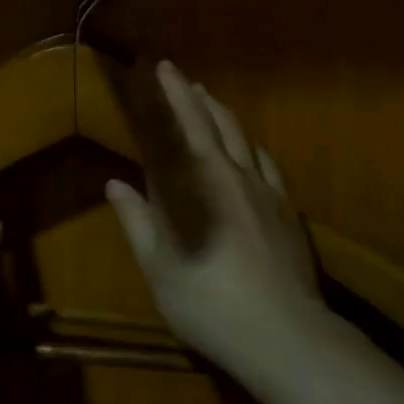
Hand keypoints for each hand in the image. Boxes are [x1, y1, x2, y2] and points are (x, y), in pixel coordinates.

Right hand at [106, 61, 324, 368]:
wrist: (284, 335)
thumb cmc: (209, 303)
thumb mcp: (160, 267)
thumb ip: (138, 221)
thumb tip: (115, 183)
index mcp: (198, 184)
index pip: (181, 126)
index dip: (171, 96)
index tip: (162, 68)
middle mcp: (233, 175)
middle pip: (214, 123)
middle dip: (194, 96)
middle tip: (179, 75)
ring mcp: (266, 191)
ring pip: (243, 138)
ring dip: (222, 115)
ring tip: (209, 100)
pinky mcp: (288, 212)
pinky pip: (267, 164)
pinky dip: (251, 146)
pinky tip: (250, 150)